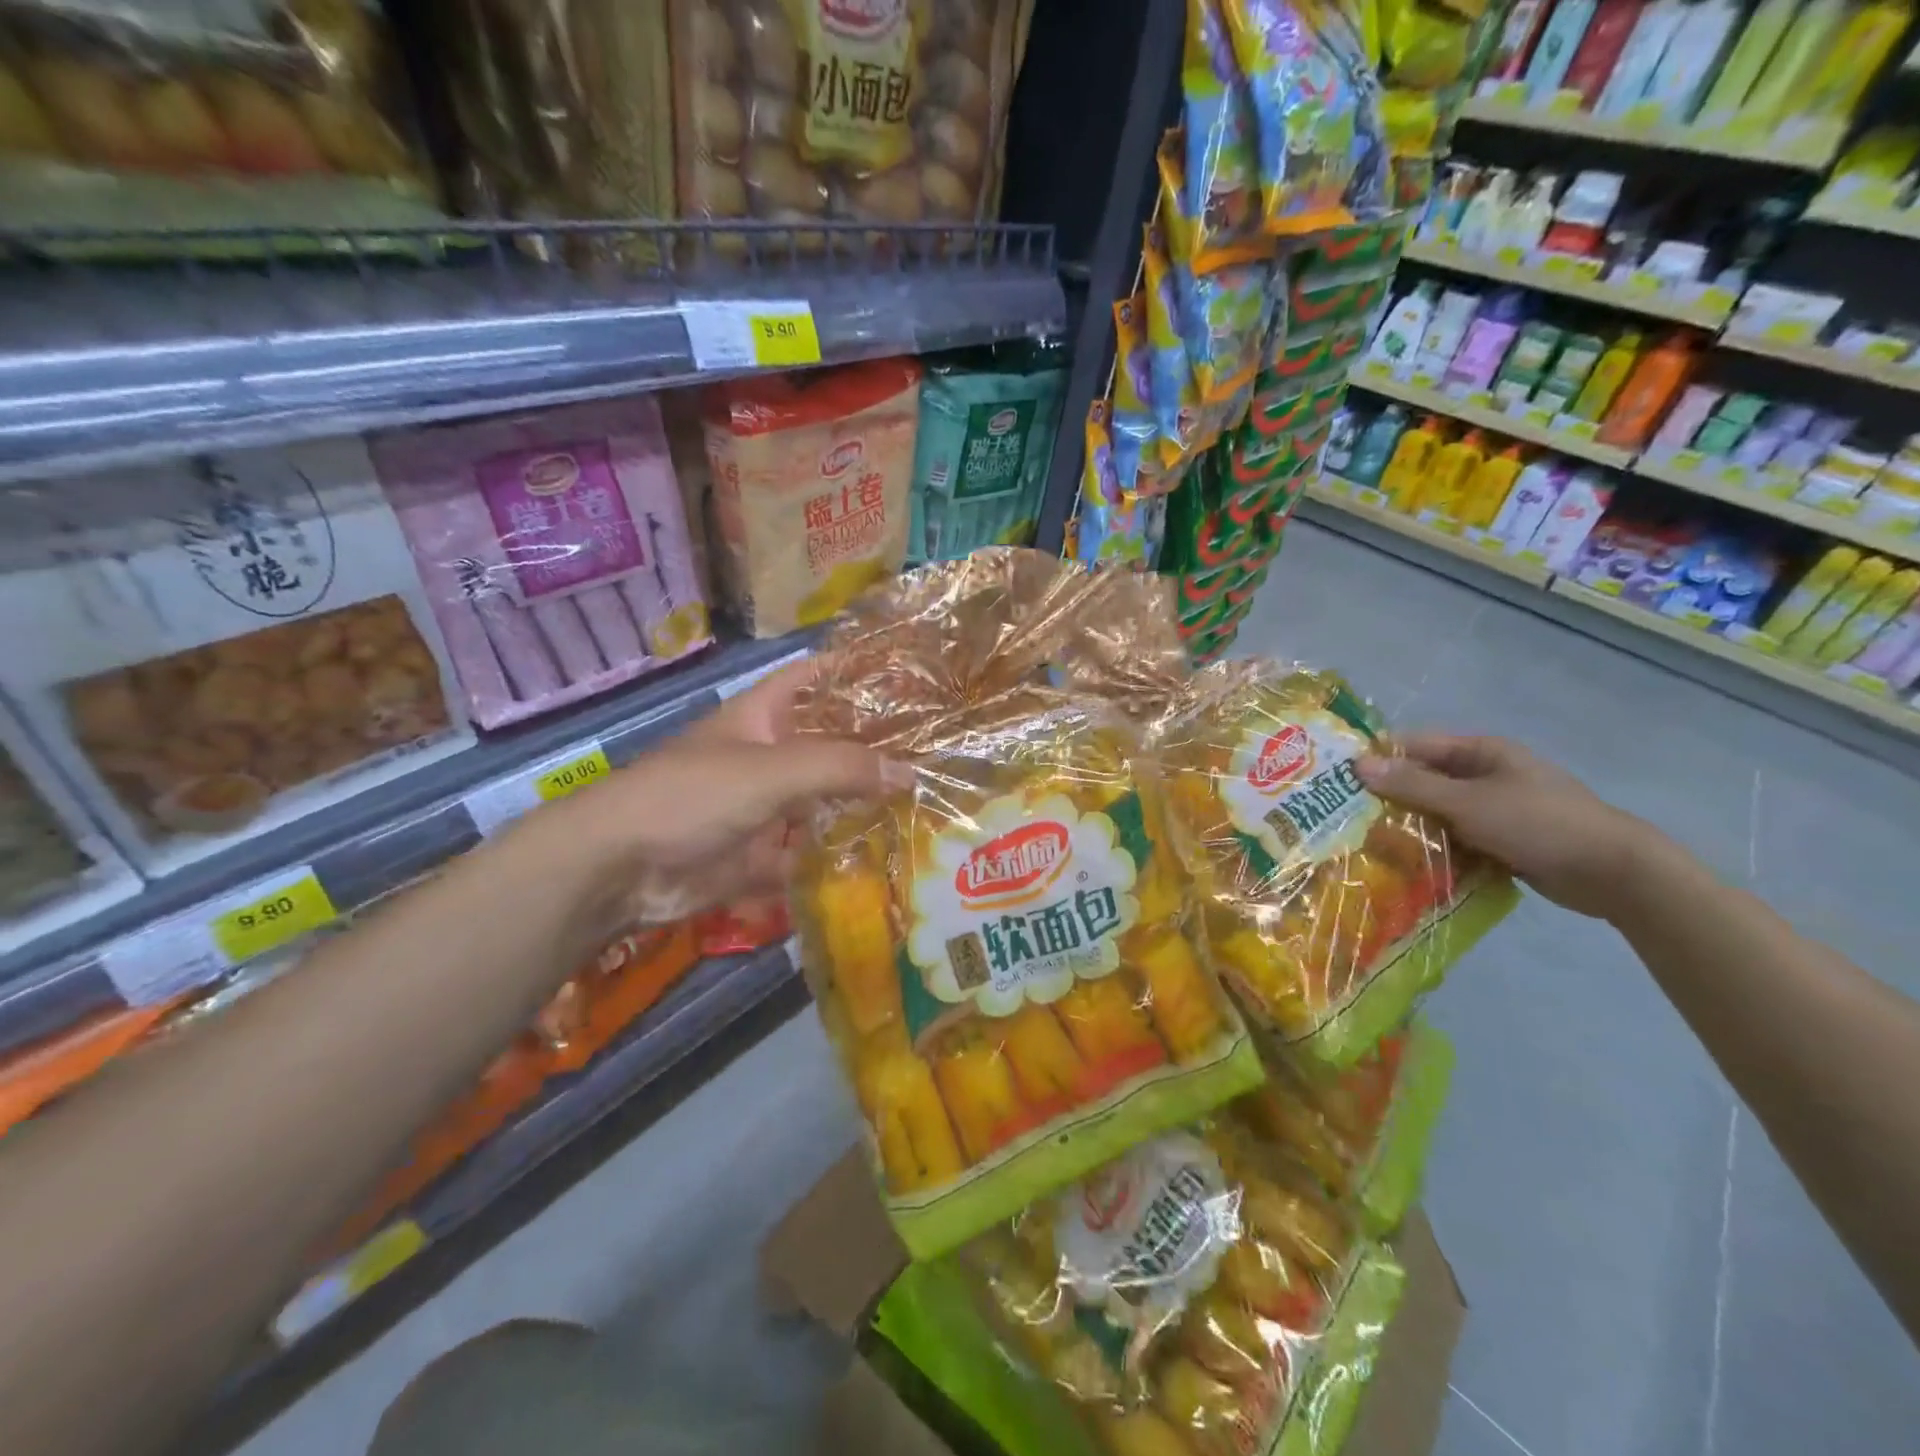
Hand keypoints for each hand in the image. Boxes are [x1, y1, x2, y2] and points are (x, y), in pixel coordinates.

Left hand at [541, 658, 907, 923]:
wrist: (619, 867)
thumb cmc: (692, 795)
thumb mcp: (772, 770)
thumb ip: (841, 767)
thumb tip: (910, 772)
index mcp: (762, 716)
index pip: (815, 677)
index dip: (855, 669)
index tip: (908, 673)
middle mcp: (767, 756)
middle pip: (828, 744)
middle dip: (873, 747)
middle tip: (936, 752)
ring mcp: (762, 807)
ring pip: (822, 801)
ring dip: (861, 806)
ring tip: (924, 805)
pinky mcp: (758, 855)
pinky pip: (806, 854)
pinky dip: (836, 859)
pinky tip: (884, 861)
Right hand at [1354, 734, 1662, 919]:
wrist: (1614, 873)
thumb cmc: (1539, 823)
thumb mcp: (1468, 802)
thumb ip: (1413, 785)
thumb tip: (1358, 765)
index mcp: (1481, 752)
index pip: (1416, 746)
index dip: (1379, 758)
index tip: (1340, 778)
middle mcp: (1485, 775)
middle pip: (1424, 780)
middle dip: (1389, 797)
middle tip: (1346, 816)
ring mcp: (1494, 809)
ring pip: (1437, 812)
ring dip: (1410, 827)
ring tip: (1367, 844)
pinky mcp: (1500, 840)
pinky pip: (1455, 838)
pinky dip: (1434, 848)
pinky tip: (1406, 865)